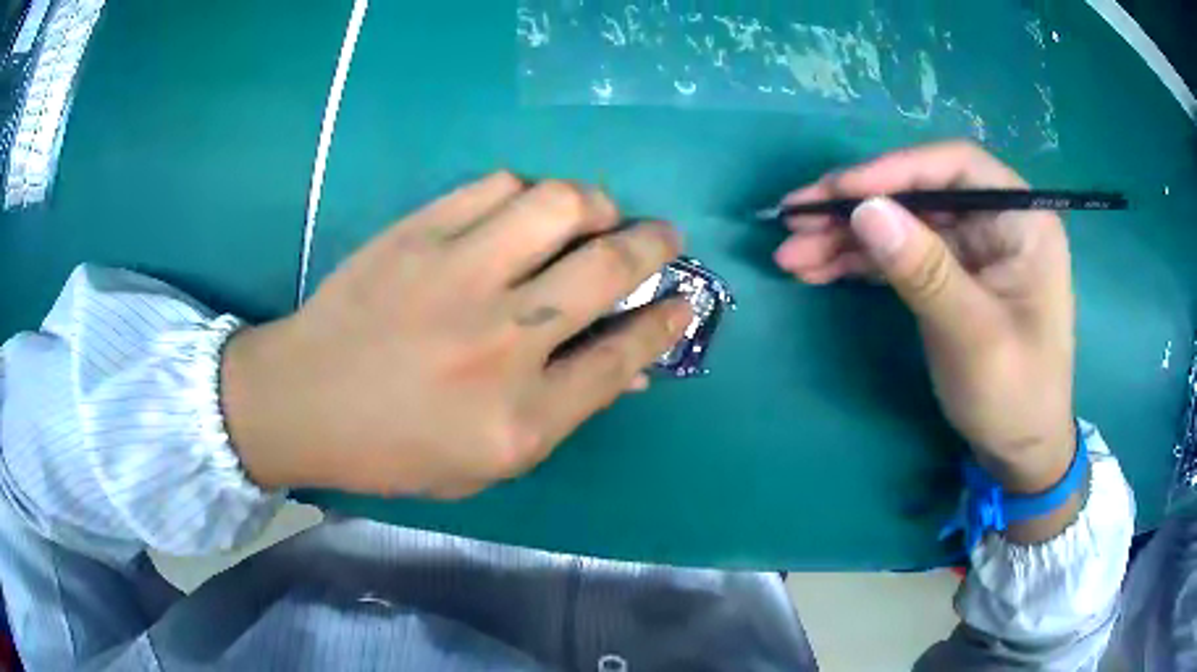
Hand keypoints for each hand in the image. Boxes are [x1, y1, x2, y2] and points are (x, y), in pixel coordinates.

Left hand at [221, 173, 691, 498]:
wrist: (302, 401)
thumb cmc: (394, 448)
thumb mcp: (487, 463)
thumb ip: (563, 413)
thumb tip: (631, 368)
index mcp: (520, 418)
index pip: (623, 356)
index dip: (665, 321)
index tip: (685, 300)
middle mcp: (501, 342)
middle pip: (608, 268)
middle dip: (656, 245)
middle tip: (665, 237)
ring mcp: (457, 277)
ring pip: (559, 205)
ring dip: (596, 204)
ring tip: (596, 214)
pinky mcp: (417, 234)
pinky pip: (496, 186)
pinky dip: (527, 192)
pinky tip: (524, 210)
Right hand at [775, 142, 1075, 511]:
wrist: (1020, 452)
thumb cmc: (1014, 395)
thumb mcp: (973, 335)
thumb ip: (925, 270)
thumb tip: (865, 210)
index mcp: (1021, 220)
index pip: (954, 168)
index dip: (893, 171)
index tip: (837, 192)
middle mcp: (996, 221)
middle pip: (919, 193)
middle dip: (856, 207)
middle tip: (794, 220)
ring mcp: (972, 249)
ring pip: (903, 223)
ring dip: (848, 237)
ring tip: (793, 254)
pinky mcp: (951, 275)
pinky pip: (902, 255)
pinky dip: (861, 262)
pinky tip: (821, 268)